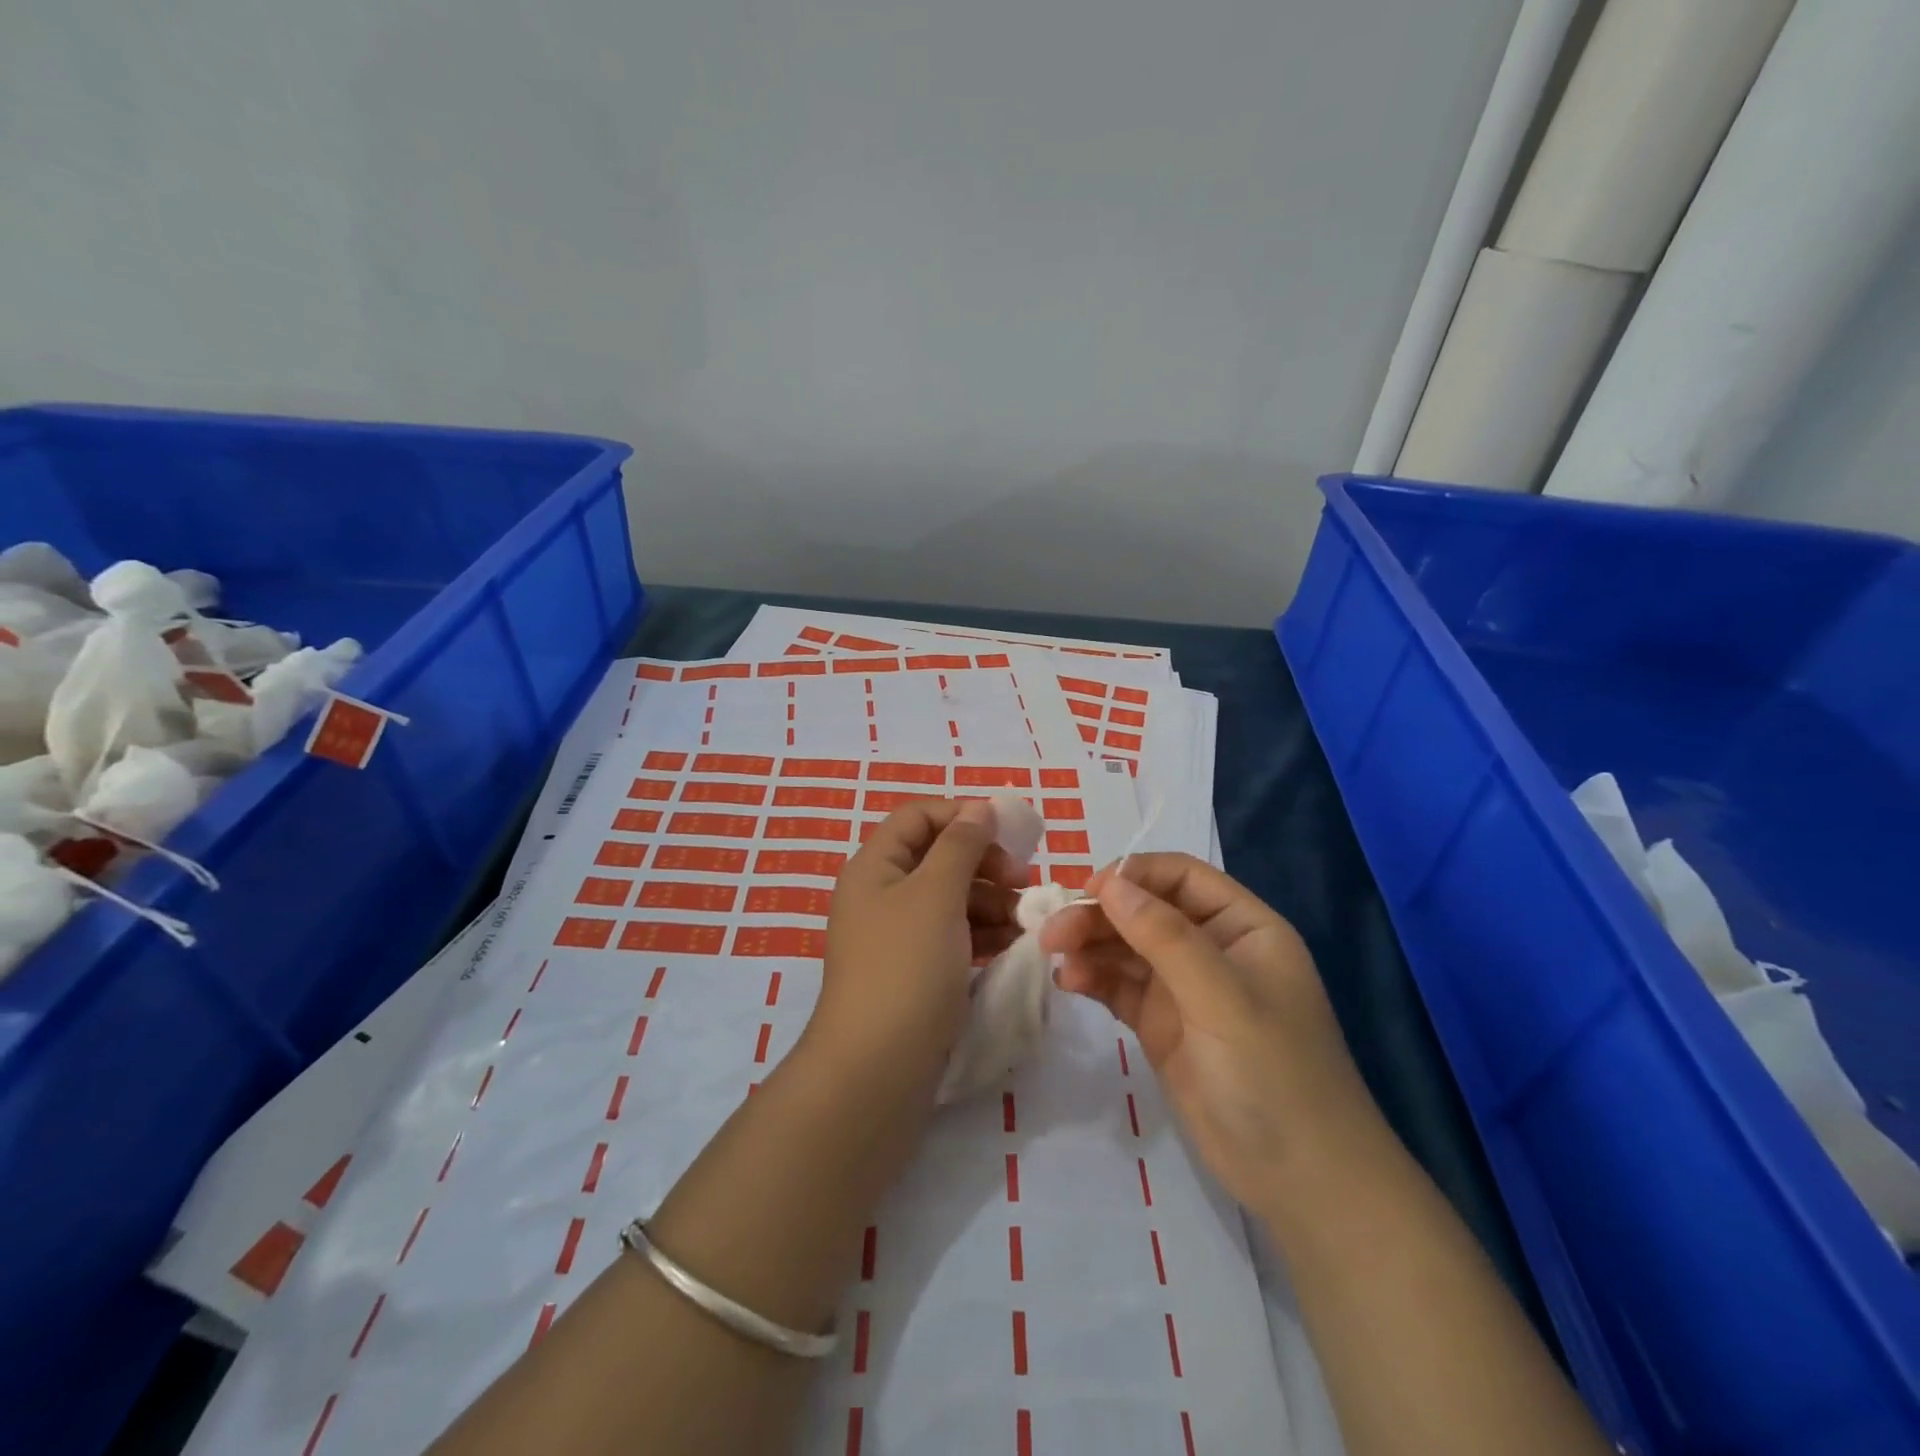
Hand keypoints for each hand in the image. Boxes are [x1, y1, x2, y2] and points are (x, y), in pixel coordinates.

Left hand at [803, 798, 1025, 1105]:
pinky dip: (982, 935)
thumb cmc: (906, 968)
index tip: (1009, 834)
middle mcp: (882, 895)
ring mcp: (897, 937)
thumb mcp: (936, 894)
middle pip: (938, 858)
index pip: (919, 817)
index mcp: (875, 867)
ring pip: (951, 900)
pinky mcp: (914, 973)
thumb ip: (961, 845)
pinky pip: (953, 937)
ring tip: (1027, 922)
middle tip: (1024, 883)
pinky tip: (1013, 946)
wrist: (876, 1071)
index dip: (963, 816)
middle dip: (984, 864)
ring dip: (991, 902)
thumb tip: (980, 808)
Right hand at [1040, 853, 1381, 1215]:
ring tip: (1053, 955)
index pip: (1181, 877)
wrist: (1301, 1183)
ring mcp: (1185, 989)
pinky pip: (1120, 986)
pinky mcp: (1162, 1025)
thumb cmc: (1275, 1075)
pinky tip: (1069, 982)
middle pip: (1145, 911)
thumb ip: (1165, 937)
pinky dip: (1093, 978)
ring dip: (1089, 945)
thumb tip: (1110, 883)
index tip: (1088, 891)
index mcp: (1243, 927)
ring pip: (1127, 947)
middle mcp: (1212, 949)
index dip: (1134, 875)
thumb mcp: (1223, 999)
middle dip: (1100, 915)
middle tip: (1053, 932)